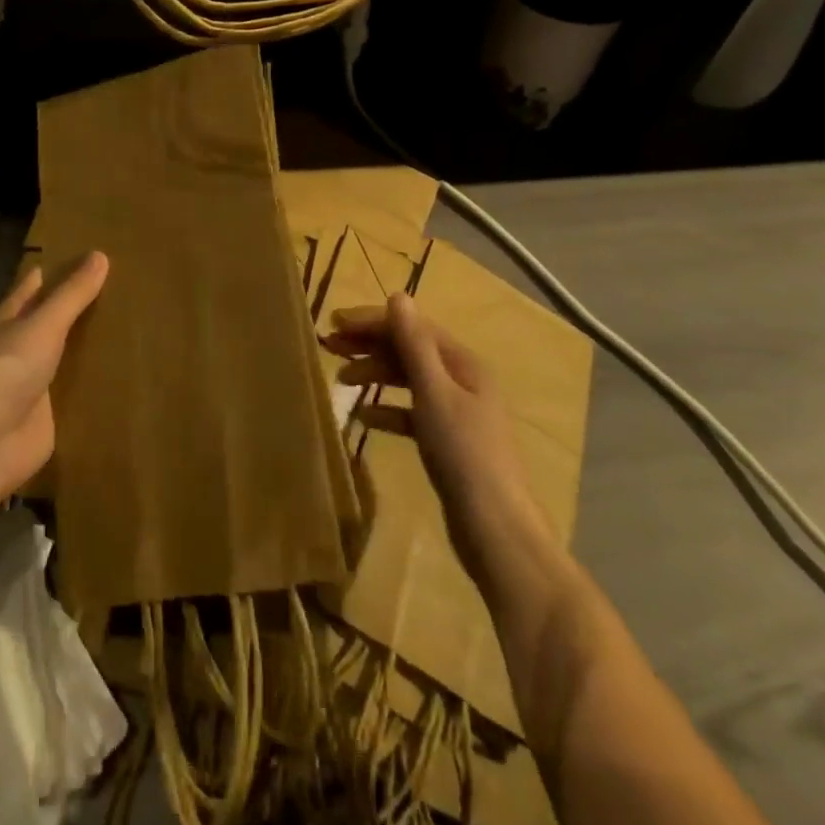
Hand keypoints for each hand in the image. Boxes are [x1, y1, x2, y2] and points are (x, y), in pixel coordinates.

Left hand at [0, 251, 108, 503]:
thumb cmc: (6, 371)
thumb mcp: (43, 325)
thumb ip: (71, 295)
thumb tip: (100, 254)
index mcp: (9, 321)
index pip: (32, 287)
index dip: (54, 271)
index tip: (84, 255)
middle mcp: (19, 349)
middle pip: (50, 322)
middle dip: (75, 307)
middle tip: (119, 286)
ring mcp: (32, 383)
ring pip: (64, 356)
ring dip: (87, 345)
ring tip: (129, 326)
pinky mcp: (47, 415)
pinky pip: (75, 392)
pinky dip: (92, 382)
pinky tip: (121, 375)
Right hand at [326, 294, 549, 561]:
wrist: (495, 528)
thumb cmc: (464, 453)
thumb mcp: (434, 393)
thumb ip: (414, 345)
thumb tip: (398, 296)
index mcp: (462, 362)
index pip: (412, 326)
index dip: (373, 321)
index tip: (334, 322)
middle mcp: (461, 379)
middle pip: (409, 349)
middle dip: (370, 344)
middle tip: (329, 346)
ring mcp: (455, 411)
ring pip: (407, 379)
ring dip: (375, 374)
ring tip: (341, 379)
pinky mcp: (446, 440)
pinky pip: (410, 412)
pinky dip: (387, 409)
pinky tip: (363, 417)